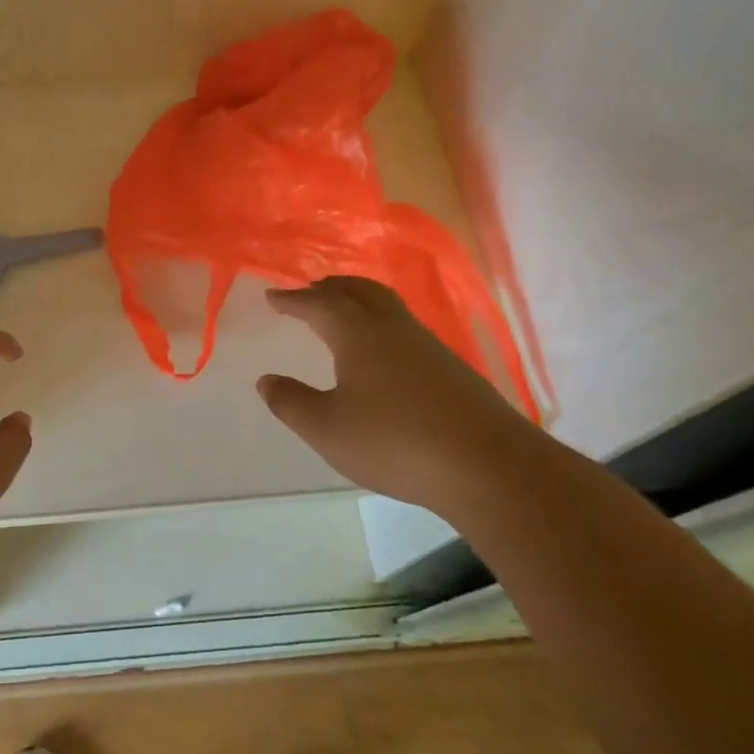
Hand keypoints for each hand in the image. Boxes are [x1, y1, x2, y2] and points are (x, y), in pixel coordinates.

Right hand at [257, 277, 546, 519]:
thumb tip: (266, 381)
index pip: (318, 303)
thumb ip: (291, 403)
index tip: (272, 296)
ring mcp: (427, 345)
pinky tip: (382, 353)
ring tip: (342, 315)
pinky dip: (380, 323)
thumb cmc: (395, 442)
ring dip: (358, 301)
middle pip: (358, 291)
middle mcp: (393, 328)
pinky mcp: (450, 368)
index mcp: (358, 334)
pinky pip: (404, 328)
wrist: (488, 465)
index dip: (292, 299)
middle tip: (308, 293)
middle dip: (328, 288)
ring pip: (386, 306)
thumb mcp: (326, 428)